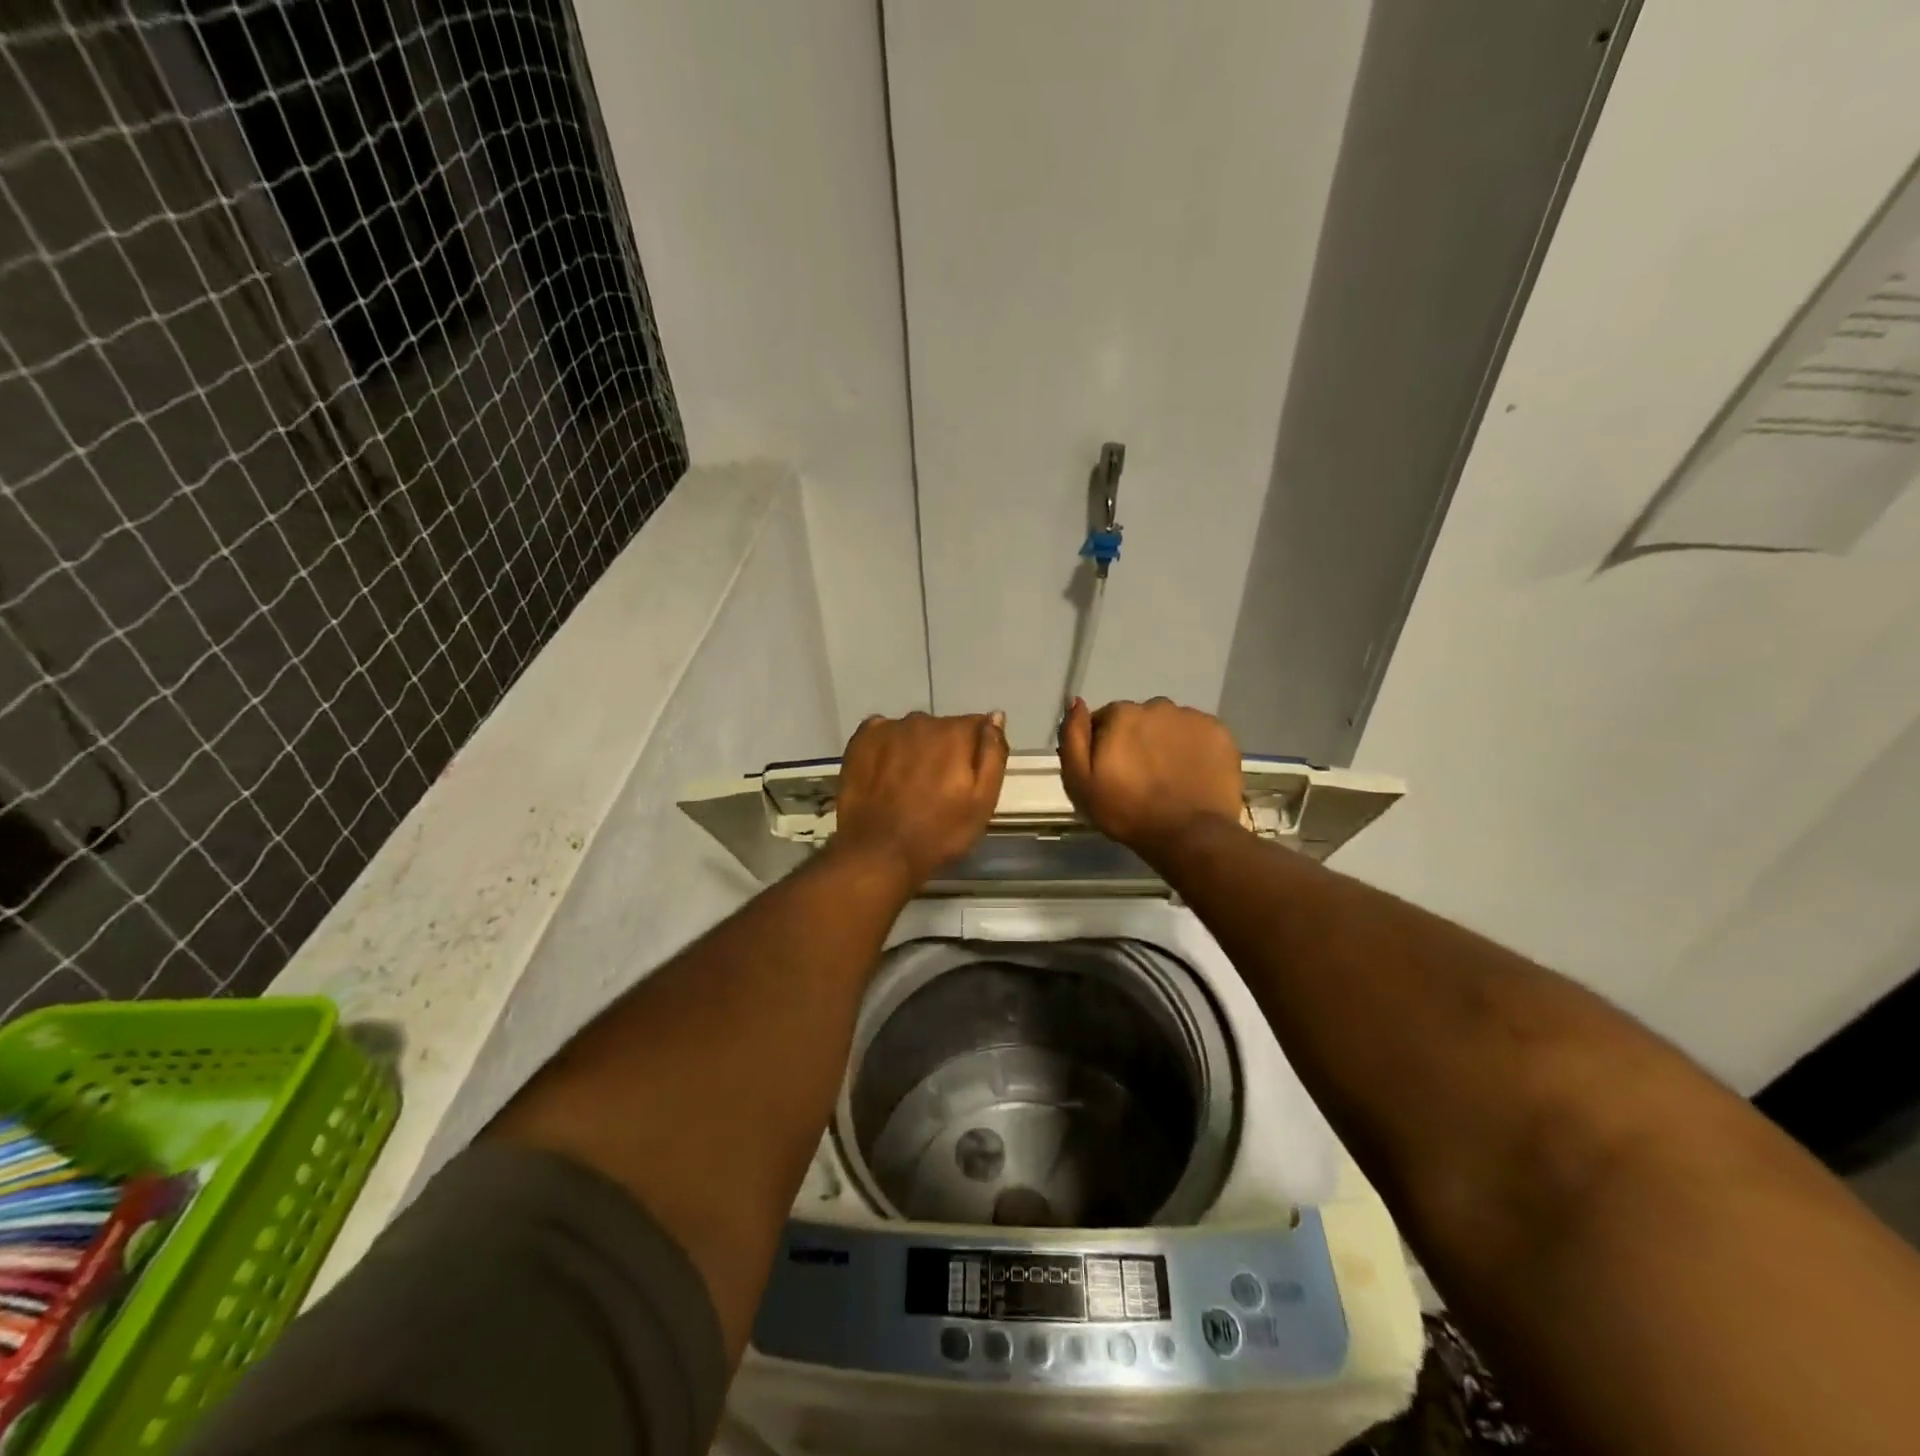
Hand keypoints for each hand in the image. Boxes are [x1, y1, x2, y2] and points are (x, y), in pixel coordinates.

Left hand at [832, 711, 1008, 887]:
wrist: (879, 853)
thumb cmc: (939, 833)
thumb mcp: (983, 801)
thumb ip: (993, 754)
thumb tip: (996, 716)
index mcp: (955, 733)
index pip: (975, 726)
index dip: (974, 751)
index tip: (966, 778)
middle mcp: (922, 721)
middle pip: (942, 728)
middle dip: (944, 749)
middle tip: (937, 786)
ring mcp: (887, 728)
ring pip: (912, 732)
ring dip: (915, 748)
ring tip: (908, 784)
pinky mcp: (861, 740)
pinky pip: (882, 733)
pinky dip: (887, 747)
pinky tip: (885, 773)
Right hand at [1059, 697, 1243, 860]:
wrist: (1189, 834)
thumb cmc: (1127, 811)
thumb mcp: (1080, 782)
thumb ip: (1073, 738)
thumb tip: (1076, 702)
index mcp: (1121, 714)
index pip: (1105, 719)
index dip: (1105, 745)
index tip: (1111, 771)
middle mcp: (1157, 705)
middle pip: (1140, 719)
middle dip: (1137, 740)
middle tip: (1141, 777)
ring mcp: (1192, 718)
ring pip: (1170, 725)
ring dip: (1166, 742)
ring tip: (1169, 777)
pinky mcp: (1220, 733)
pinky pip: (1198, 734)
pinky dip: (1193, 748)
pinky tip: (1191, 774)